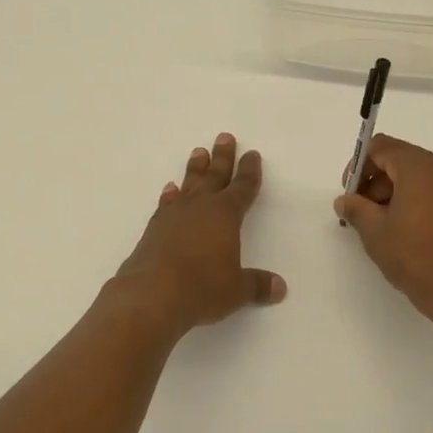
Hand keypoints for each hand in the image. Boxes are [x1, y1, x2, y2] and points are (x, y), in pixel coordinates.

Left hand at [113, 132, 286, 336]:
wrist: (152, 294)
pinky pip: (166, 203)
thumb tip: (280, 288)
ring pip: (189, 184)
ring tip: (198, 152)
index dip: (249, 171)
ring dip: (195, 168)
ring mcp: (174, 215)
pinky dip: (170, 195)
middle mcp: (200, 207)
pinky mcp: (154, 228)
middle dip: (222, 157)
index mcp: (226, 215)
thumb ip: (258, 285)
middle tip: (224, 137)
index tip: (252, 154)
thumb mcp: (236, 290)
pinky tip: (170, 189)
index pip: (243, 187)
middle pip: (215, 175)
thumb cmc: (202, 288)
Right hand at [333, 134, 432, 325]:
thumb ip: (355, 208)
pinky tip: (411, 231)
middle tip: (364, 214)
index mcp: (422, 166)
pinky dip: (420, 201)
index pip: (382, 147)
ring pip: (422, 177)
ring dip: (398, 193)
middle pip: (402, 160)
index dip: (359, 166)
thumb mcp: (375, 232)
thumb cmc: (417, 257)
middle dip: (378, 182)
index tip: (350, 194)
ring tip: (386, 226)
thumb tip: (345, 200)